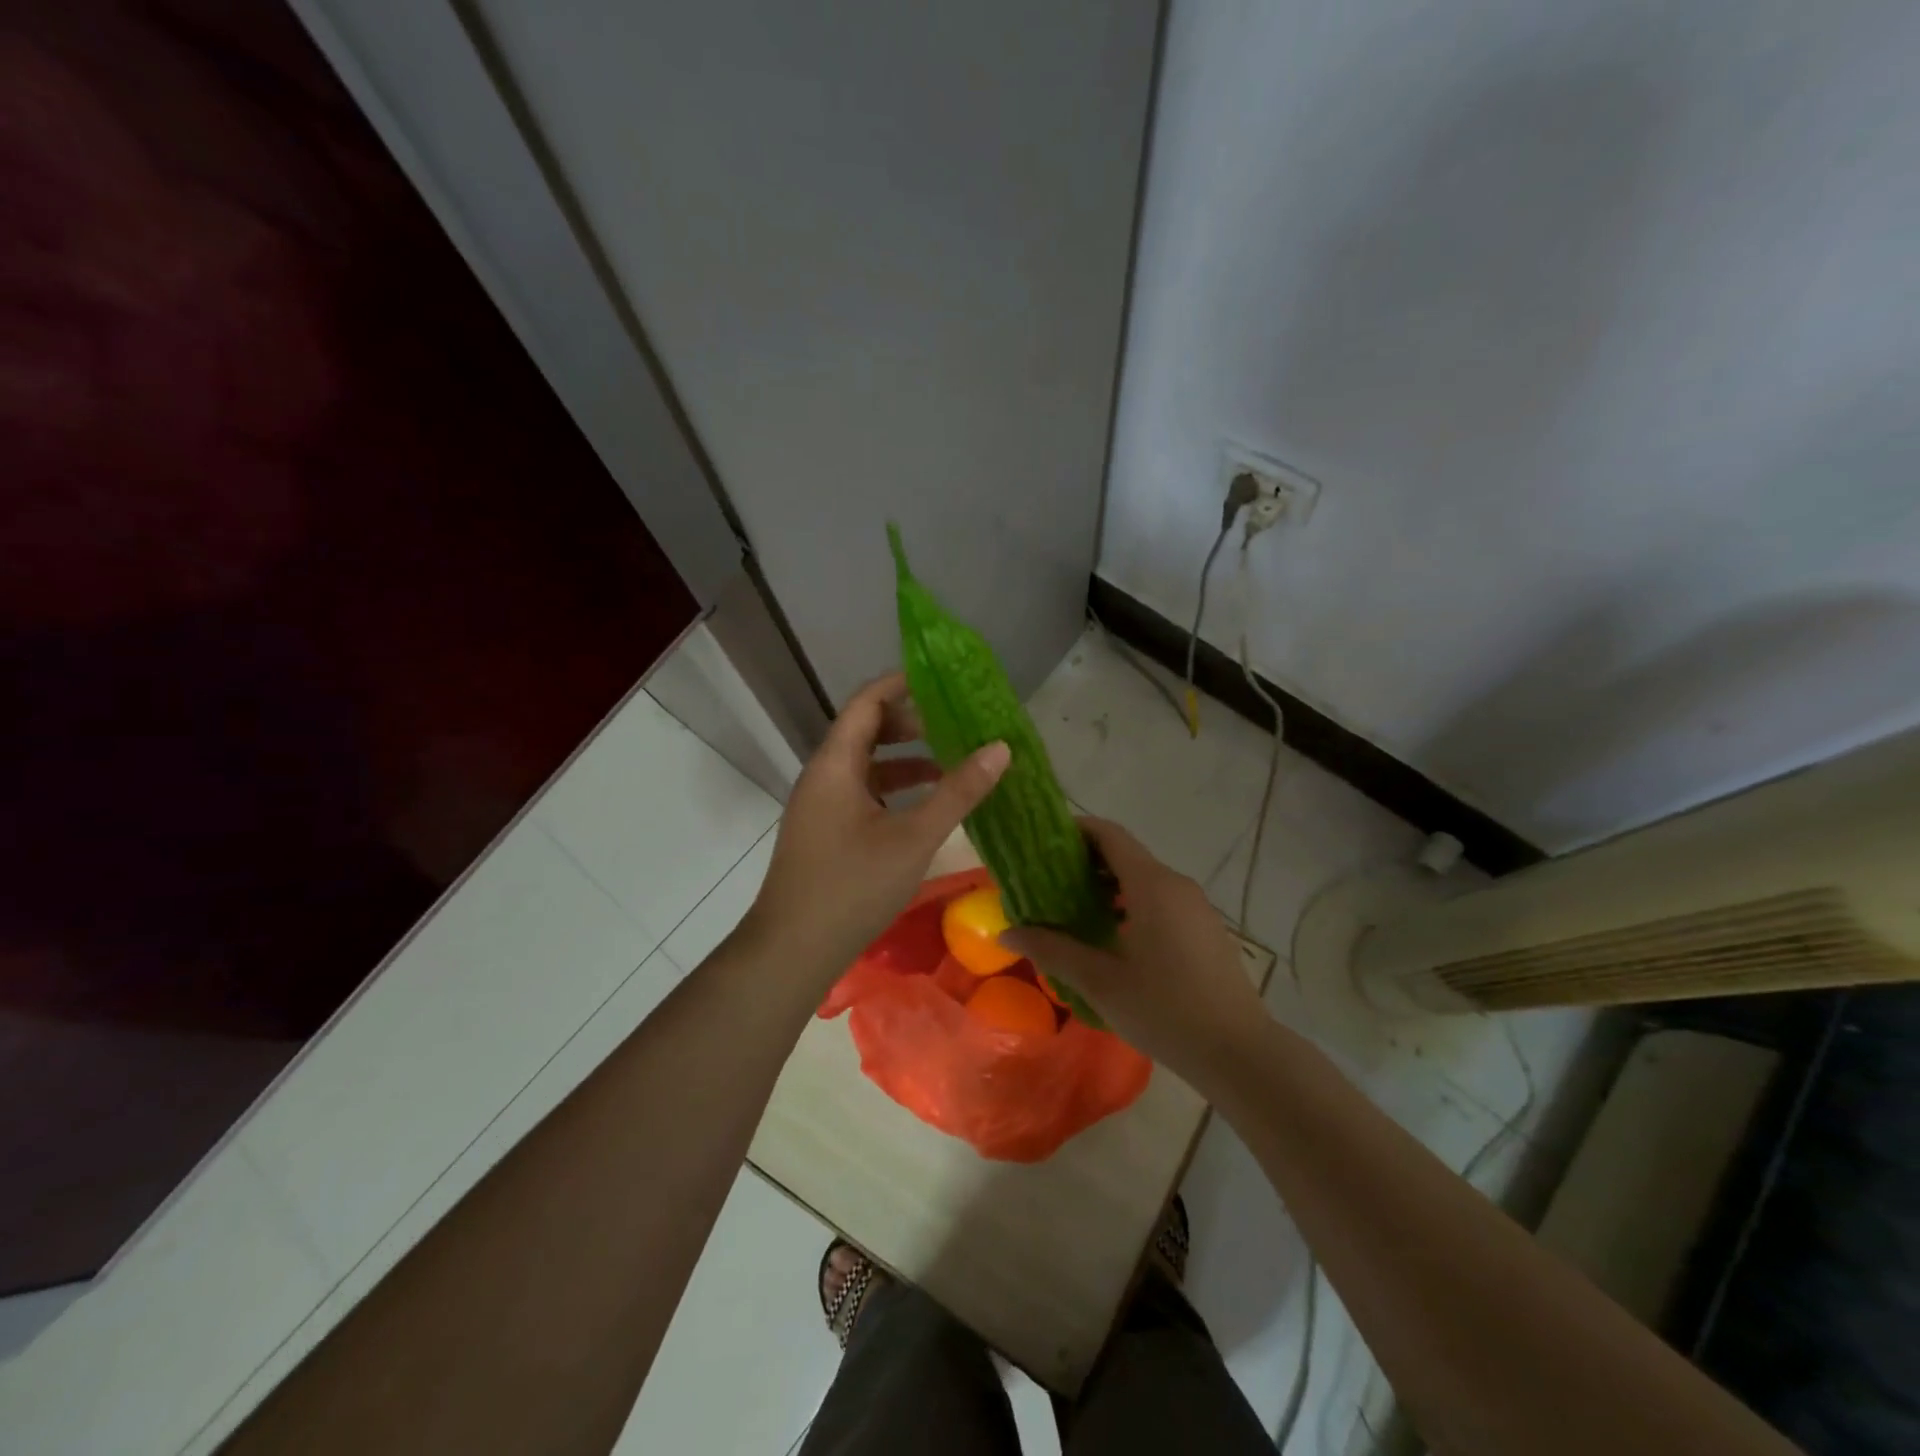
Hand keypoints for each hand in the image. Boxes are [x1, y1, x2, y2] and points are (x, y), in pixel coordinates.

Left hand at [743, 672, 1009, 983]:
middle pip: (866, 729)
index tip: (943, 680)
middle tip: (956, 725)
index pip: (867, 701)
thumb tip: (1000, 748)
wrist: (792, 950)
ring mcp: (820, 805)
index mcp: (836, 763)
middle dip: (911, 722)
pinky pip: (862, 792)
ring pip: (866, 764)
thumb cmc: (852, 886)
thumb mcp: (914, 837)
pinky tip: (924, 808)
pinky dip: (894, 789)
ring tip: (951, 764)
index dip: (902, 683)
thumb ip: (958, 791)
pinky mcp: (824, 831)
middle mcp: (823, 775)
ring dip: (906, 759)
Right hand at [1001, 818, 1269, 1088]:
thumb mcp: (1100, 981)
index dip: (1076, 830)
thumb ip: (1052, 950)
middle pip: (1126, 854)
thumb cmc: (1164, 1009)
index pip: (1110, 835)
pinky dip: (1132, 902)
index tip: (1044, 842)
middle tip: (1048, 881)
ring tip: (1074, 910)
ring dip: (1108, 885)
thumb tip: (1007, 932)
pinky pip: (1162, 899)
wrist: (1238, 1051)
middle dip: (1086, 862)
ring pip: (1144, 879)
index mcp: (1151, 885)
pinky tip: (1113, 936)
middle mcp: (1176, 884)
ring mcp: (1195, 906)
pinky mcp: (1205, 928)